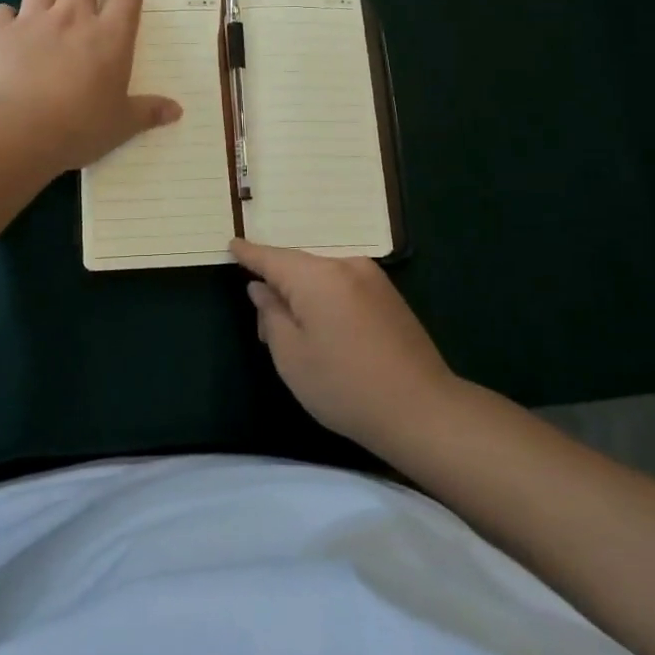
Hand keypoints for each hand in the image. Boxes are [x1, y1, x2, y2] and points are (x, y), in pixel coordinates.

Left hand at [0, 0, 182, 171]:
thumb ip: (148, 112)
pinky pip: (1, 10)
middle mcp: (72, 16)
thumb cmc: (79, 128)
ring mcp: (31, 20)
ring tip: (52, 2)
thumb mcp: (121, 125)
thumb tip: (176, 110)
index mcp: (110, 36)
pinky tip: (9, 32)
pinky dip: (7, 17)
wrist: (15, 131)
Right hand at [231, 239, 456, 452]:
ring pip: (322, 278)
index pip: (273, 258)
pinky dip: (326, 301)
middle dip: (278, 288)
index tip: (232, 244)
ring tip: (295, 337)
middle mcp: (346, 266)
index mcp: (318, 276)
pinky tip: (325, 333)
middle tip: (265, 330)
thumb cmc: (345, 385)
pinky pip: (344, 287)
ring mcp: (372, 279)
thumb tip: (262, 289)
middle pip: (298, 268)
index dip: (250, 254)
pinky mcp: (389, 297)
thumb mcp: (291, 356)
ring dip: (303, 298)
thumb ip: (271, 314)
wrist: (422, 410)